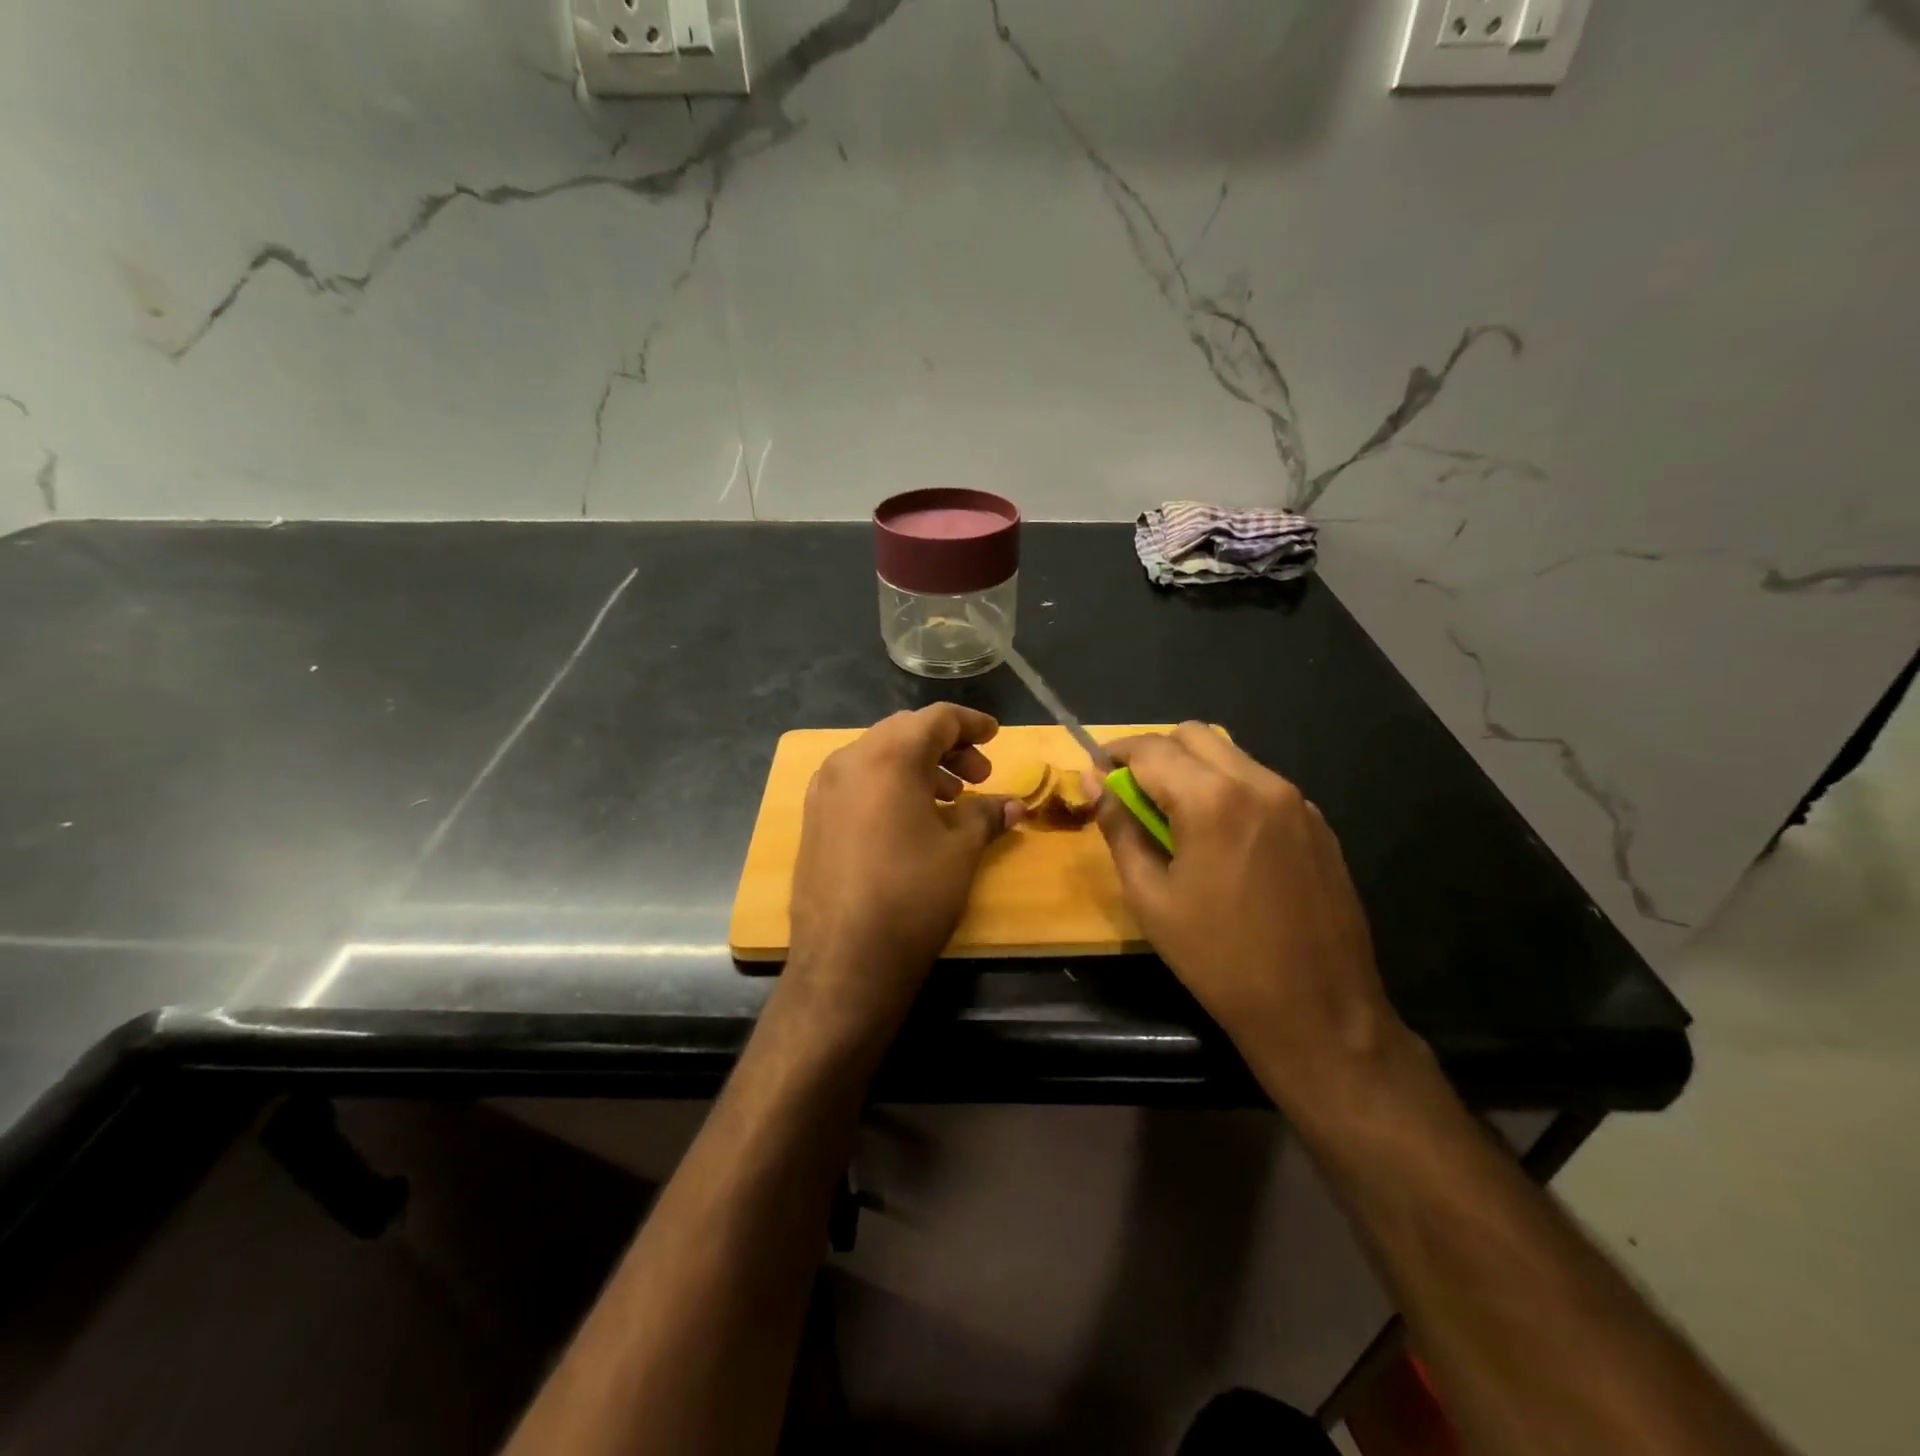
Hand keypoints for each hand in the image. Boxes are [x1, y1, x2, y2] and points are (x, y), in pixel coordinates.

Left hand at [784, 705, 1020, 1037]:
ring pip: (878, 756)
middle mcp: (848, 760)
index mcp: (887, 756)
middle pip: (904, 732)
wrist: (845, 959)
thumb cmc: (913, 894)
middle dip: (946, 747)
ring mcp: (824, 789)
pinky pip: (858, 782)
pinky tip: (912, 819)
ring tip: (950, 799)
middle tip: (978, 776)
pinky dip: (890, 785)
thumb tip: (1013, 805)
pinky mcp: (814, 817)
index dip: (971, 724)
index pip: (936, 719)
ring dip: (918, 766)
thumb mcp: (961, 850)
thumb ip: (987, 814)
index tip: (995, 735)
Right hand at [1091, 725, 1416, 1117]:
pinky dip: (1230, 791)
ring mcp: (1297, 802)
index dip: (1114, 754)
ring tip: (1177, 820)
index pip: (1150, 749)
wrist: (1318, 1011)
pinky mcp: (1319, 824)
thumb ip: (1119, 828)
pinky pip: (1261, 784)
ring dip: (1194, 769)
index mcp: (1212, 800)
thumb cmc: (1218, 959)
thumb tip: (1093, 782)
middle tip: (1134, 797)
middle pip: (1194, 735)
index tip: (1095, 774)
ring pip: (1231, 755)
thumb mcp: (1150, 897)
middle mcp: (1260, 783)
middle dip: (1155, 754)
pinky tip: (1224, 842)